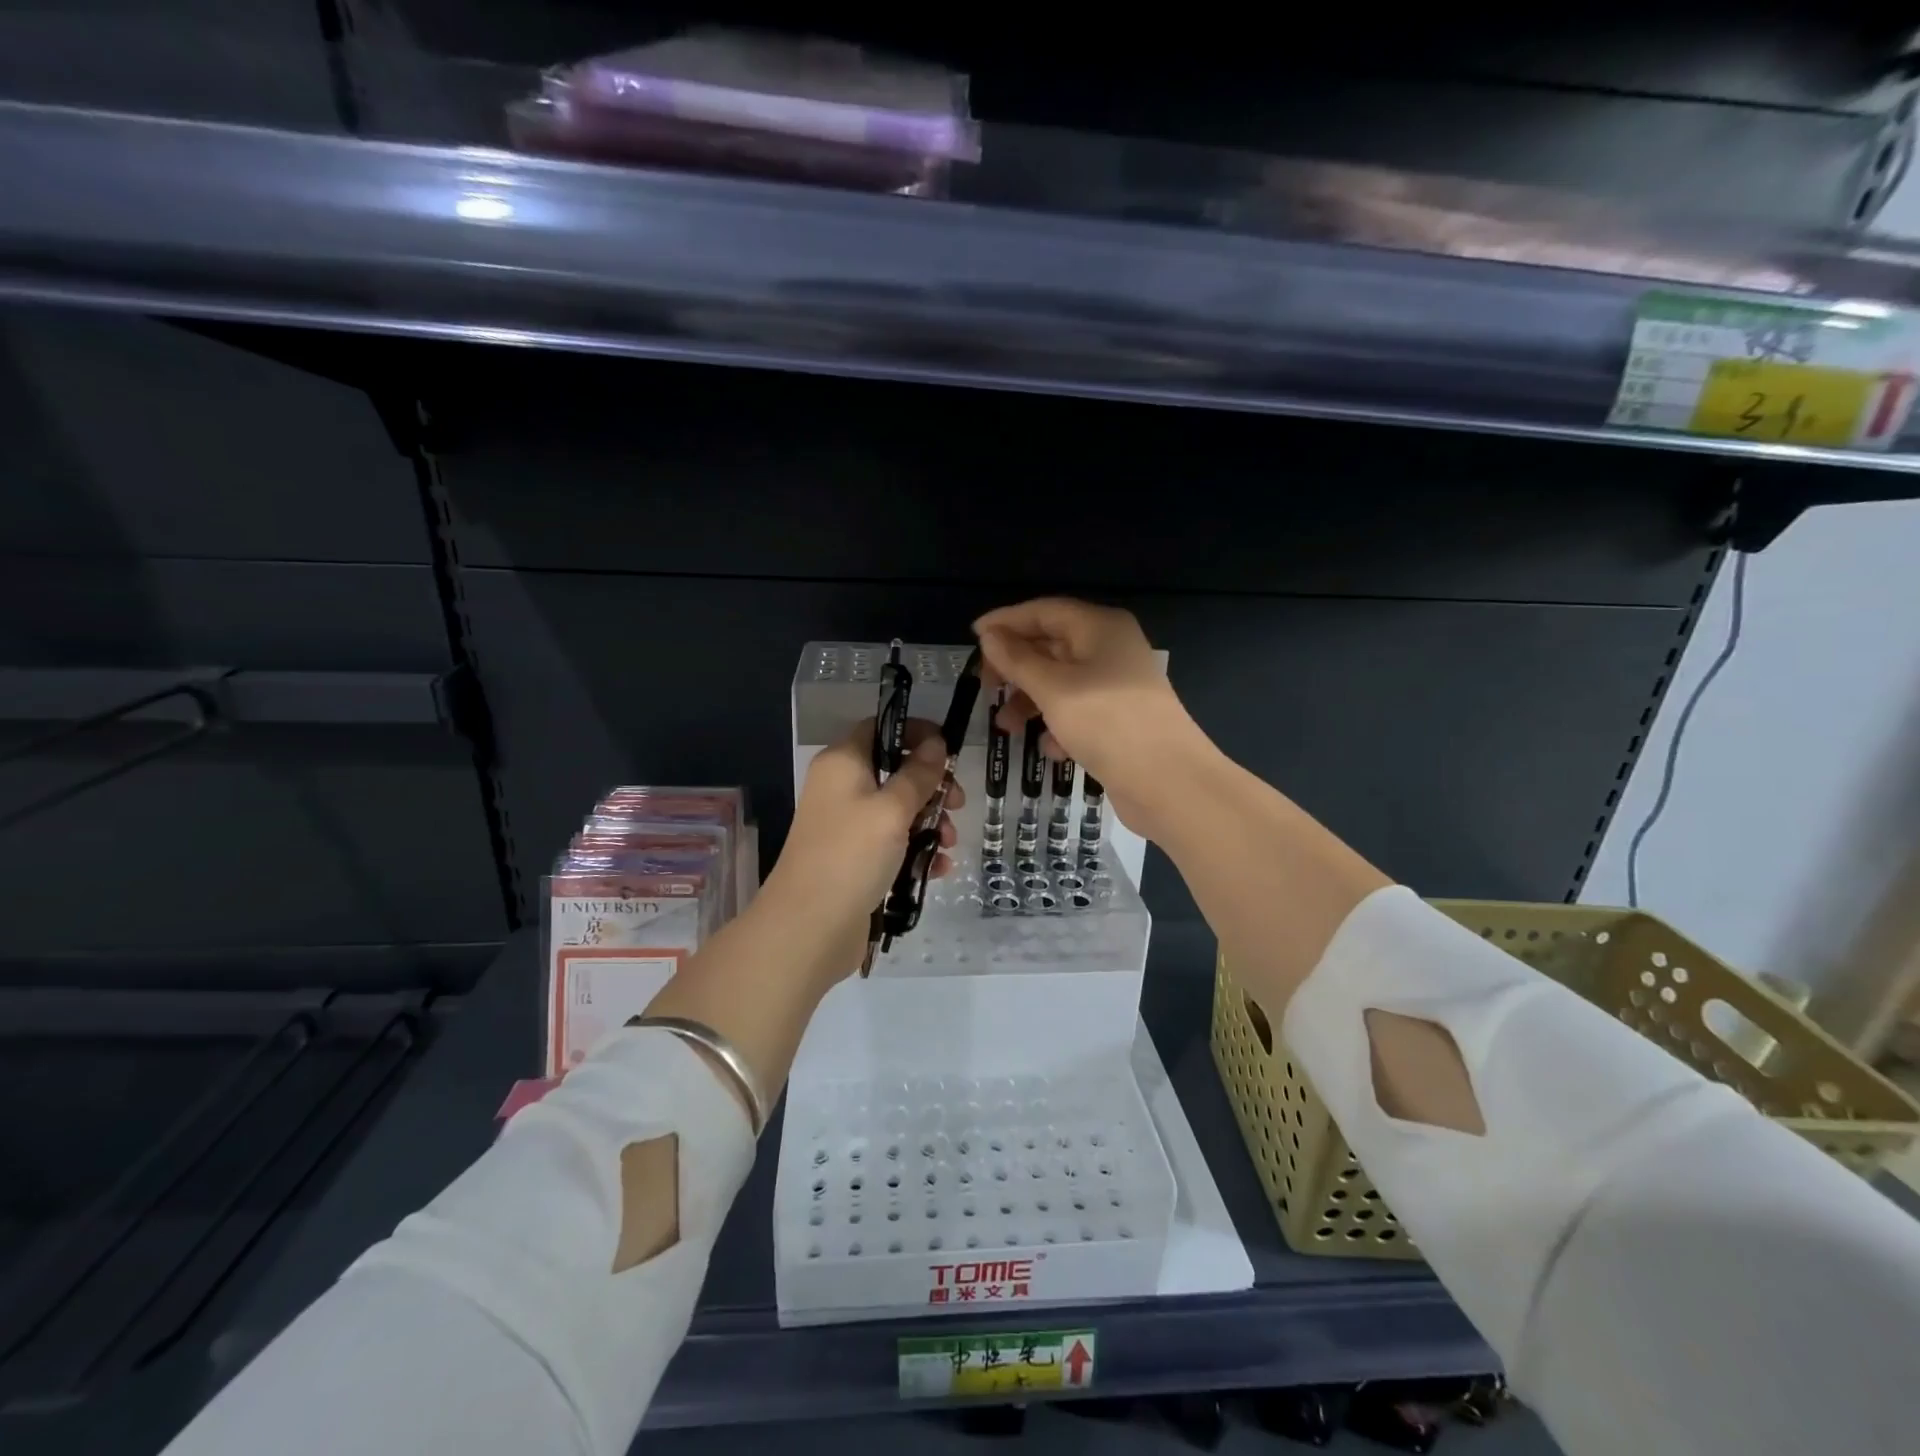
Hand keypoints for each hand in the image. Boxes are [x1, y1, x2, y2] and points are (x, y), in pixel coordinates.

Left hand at [760, 718, 963, 979]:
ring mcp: (848, 826)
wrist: (810, 927)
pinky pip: (893, 843)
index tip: (948, 749)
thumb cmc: (851, 855)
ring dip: (930, 822)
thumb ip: (918, 774)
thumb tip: (936, 743)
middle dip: (932, 787)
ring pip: (898, 810)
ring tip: (947, 845)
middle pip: (895, 771)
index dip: (915, 732)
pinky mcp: (856, 859)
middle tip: (958, 804)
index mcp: (843, 763)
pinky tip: (937, 868)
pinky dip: (916, 850)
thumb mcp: (892, 810)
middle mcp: (842, 788)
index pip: (880, 727)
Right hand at [974, 598, 1207, 839]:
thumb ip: (1017, 660)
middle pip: (1051, 645)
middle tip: (986, 689)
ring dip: (1030, 702)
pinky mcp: (1120, 718)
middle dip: (1016, 668)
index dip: (1006, 622)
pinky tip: (1050, 749)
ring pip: (1061, 682)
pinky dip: (1058, 725)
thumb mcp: (1053, 689)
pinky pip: (1078, 710)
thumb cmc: (1107, 724)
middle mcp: (1110, 648)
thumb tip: (989, 635)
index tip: (972, 639)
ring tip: (1006, 729)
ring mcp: (1117, 685)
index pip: (1043, 611)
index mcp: (1099, 627)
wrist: (1170, 783)